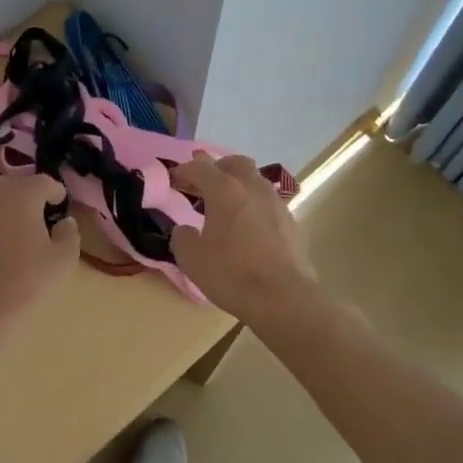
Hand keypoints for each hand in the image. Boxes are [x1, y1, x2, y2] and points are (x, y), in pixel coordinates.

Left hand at [0, 172, 79, 344]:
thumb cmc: (30, 280)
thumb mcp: (63, 258)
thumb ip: (69, 233)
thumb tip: (63, 222)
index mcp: (22, 197)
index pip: (42, 181)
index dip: (56, 191)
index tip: (62, 206)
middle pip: (14, 183)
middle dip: (30, 191)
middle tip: (44, 211)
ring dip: (11, 206)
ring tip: (25, 228)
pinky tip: (5, 247)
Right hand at [170, 154, 317, 323]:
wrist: (285, 298)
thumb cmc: (233, 275)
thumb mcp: (192, 259)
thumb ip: (182, 237)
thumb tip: (185, 230)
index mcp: (224, 190)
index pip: (199, 168)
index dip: (182, 171)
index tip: (172, 180)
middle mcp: (252, 187)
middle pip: (233, 163)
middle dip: (216, 169)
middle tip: (203, 187)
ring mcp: (275, 202)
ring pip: (254, 180)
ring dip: (237, 186)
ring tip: (225, 208)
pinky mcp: (291, 220)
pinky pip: (267, 201)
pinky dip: (253, 205)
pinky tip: (247, 227)